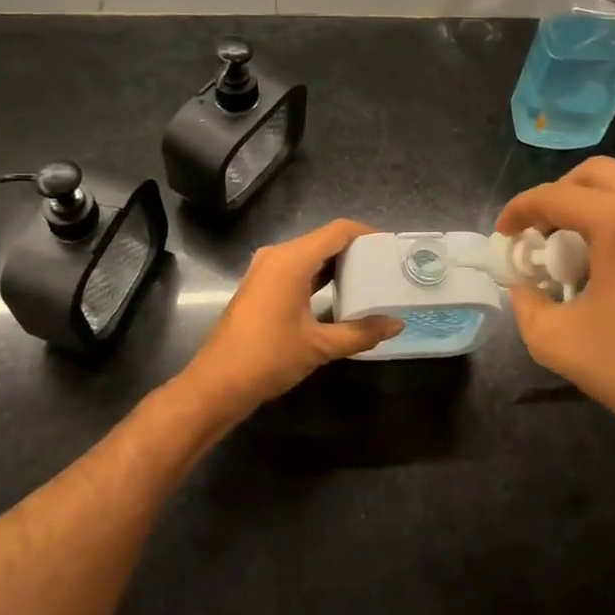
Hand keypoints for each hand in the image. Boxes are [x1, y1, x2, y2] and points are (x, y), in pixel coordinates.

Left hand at [182, 219, 402, 420]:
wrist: (217, 383)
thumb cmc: (269, 358)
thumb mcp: (319, 346)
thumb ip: (361, 332)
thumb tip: (397, 324)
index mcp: (292, 260)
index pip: (338, 231)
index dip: (367, 233)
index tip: (391, 247)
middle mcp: (277, 255)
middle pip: (324, 239)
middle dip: (355, 249)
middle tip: (385, 265)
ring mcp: (265, 269)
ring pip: (309, 254)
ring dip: (337, 263)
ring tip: (369, 278)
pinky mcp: (261, 284)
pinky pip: (297, 267)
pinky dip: (319, 274)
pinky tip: (339, 292)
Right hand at [498, 158, 614, 489]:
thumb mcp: (555, 339)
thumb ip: (525, 303)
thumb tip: (523, 285)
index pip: (556, 196)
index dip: (520, 209)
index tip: (503, 233)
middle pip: (595, 174)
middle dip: (558, 194)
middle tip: (538, 230)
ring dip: (591, 202)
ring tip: (571, 244)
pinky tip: (610, 257)